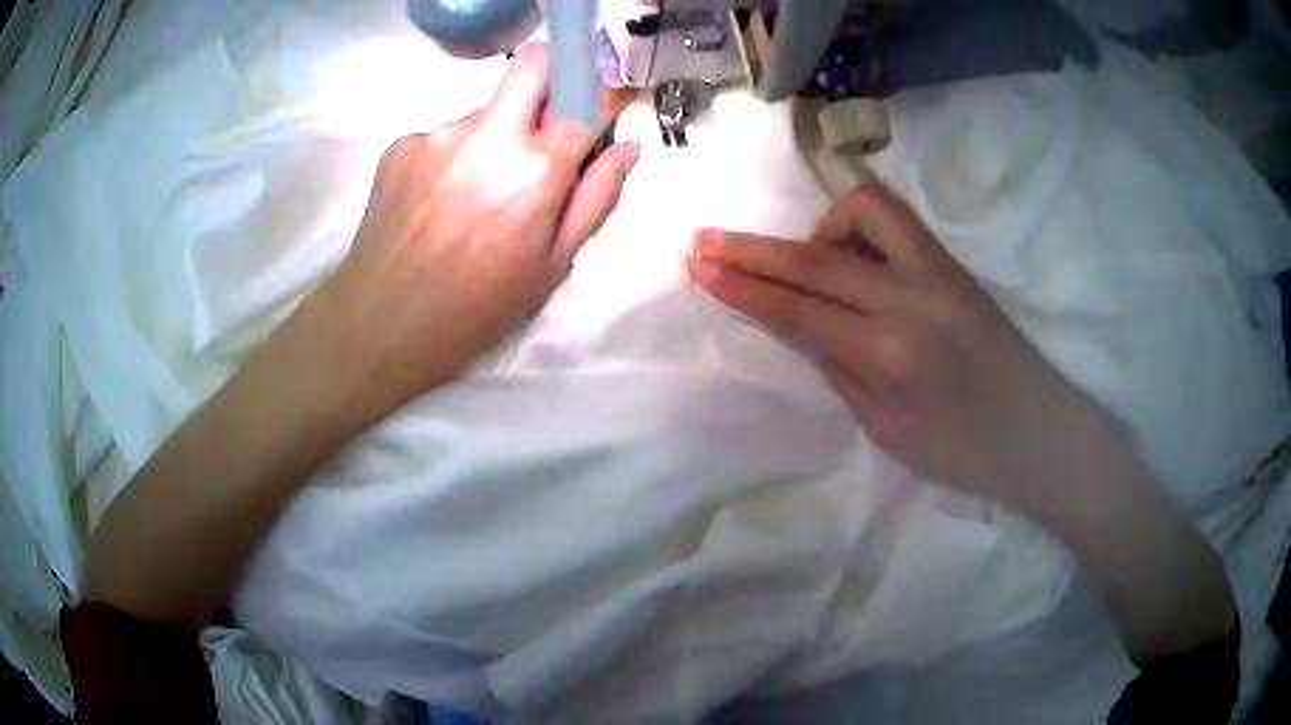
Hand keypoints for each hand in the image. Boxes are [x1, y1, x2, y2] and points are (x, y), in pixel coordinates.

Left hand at [319, 43, 639, 408]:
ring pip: (485, 110)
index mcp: (537, 168)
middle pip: (533, 63)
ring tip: (472, 198)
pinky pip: (444, 136)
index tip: (600, 112)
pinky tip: (437, 203)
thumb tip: (627, 145)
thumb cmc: (478, 308)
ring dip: (494, 137)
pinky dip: (453, 158)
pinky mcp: (401, 143)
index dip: (601, 100)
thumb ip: (597, 197)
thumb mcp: (553, 265)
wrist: (379, 324)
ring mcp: (438, 133)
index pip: (588, 99)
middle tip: (543, 129)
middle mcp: (488, 133)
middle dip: (551, 79)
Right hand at [689, 183, 1237, 663]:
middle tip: (705, 239)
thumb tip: (797, 322)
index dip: (743, 287)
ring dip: (818, 228)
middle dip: (751, 248)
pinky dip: (859, 225)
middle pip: (815, 258)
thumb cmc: (962, 451)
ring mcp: (937, 272)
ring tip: (807, 260)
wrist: (1039, 433)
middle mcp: (911, 300)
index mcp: (890, 356)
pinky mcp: (953, 262)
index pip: (798, 310)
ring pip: (861, 210)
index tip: (699, 267)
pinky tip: (855, 256)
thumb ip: (837, 365)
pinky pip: (894, 220)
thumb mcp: (885, 428)